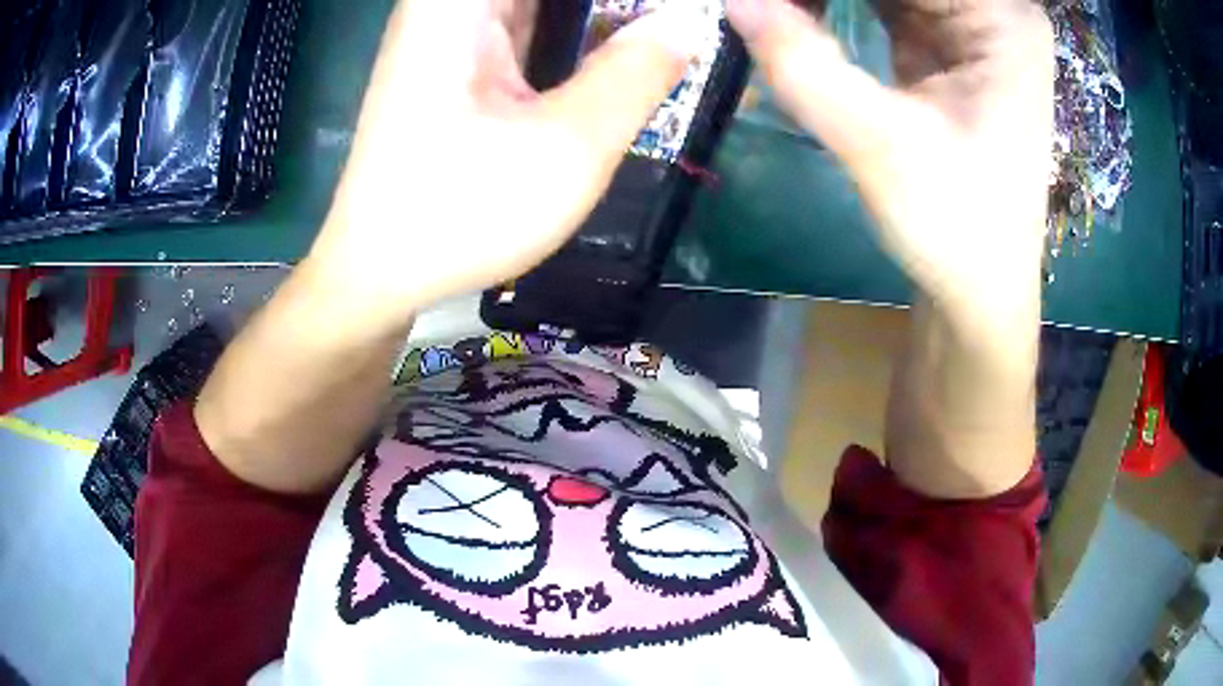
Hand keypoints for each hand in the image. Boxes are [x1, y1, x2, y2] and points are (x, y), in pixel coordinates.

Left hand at [303, 0, 702, 328]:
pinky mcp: (458, 59)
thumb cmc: (461, 212)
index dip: (618, 2)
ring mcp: (451, 30)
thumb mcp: (568, 145)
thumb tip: (687, 22)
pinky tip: (617, 54)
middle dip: (616, 8)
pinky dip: (575, 33)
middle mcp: (449, 5)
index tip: (669, 20)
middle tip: (672, 32)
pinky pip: (529, 23)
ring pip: (541, 5)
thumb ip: (637, 73)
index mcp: (461, 3)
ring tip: (658, 39)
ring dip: (600, 17)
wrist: (377, 272)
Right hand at [727, 0, 1053, 333]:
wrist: (979, 290)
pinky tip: (795, 13)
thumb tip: (734, 1)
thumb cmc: (958, 231)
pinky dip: (830, 0)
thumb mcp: (882, 148)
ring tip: (776, 13)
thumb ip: (806, 66)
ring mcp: (967, 25)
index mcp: (1001, 19)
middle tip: (766, 8)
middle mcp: (991, 11)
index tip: (776, 1)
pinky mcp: (942, 45)